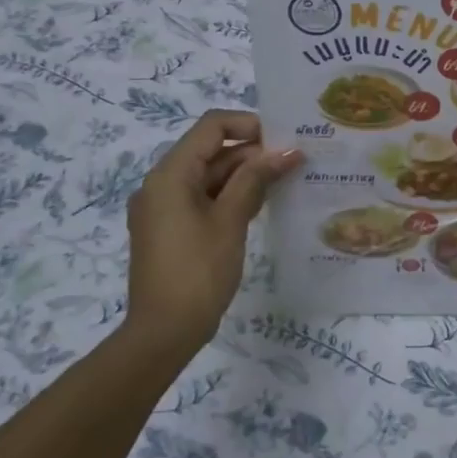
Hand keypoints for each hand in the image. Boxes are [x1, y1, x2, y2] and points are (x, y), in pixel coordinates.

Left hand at [126, 111, 300, 355]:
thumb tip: (287, 151)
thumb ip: (256, 179)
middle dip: (252, 153)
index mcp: (170, 174)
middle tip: (294, 161)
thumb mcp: (231, 220)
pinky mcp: (171, 228)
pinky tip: (263, 203)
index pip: (211, 126)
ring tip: (286, 180)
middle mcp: (162, 183)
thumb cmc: (198, 271)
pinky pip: (203, 198)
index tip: (284, 139)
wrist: (163, 332)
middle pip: (211, 150)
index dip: (249, 125)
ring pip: (209, 176)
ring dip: (245, 175)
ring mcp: (164, 207)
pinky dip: (231, 196)